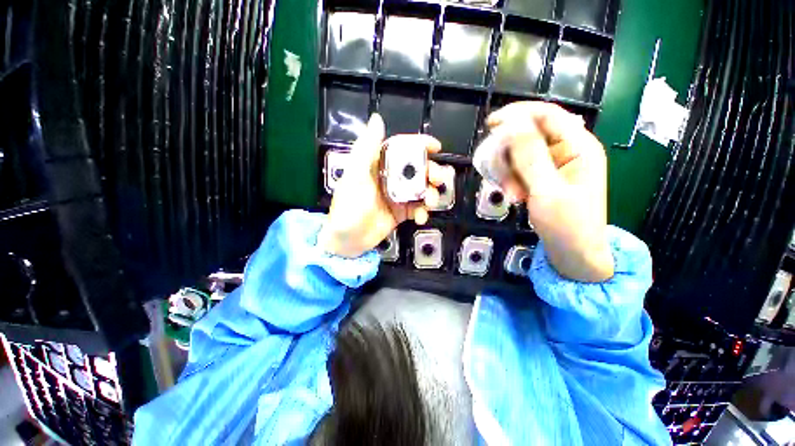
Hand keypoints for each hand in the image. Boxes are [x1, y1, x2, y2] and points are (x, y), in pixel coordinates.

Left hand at [318, 114, 446, 257]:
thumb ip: (366, 149)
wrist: (347, 241)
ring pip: (422, 189)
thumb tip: (377, 119)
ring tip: (430, 202)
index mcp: (379, 165)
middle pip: (417, 169)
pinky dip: (423, 212)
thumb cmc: (348, 208)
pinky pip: (418, 208)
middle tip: (438, 180)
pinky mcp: (401, 212)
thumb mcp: (355, 177)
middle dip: (431, 172)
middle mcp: (390, 178)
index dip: (419, 144)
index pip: (401, 148)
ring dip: (431, 194)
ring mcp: (398, 196)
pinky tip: (420, 218)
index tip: (436, 147)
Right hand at [487, 101, 613, 281]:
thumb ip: (531, 158)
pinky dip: (510, 181)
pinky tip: (513, 196)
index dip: (518, 114)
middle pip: (527, 135)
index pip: (547, 115)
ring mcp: (551, 165)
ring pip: (518, 154)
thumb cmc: (568, 225)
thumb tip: (513, 126)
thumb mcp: (548, 191)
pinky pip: (517, 169)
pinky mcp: (540, 178)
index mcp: (578, 147)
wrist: (573, 254)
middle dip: (509, 156)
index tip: (491, 124)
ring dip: (507, 173)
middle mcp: (565, 150)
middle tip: (501, 179)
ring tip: (511, 195)